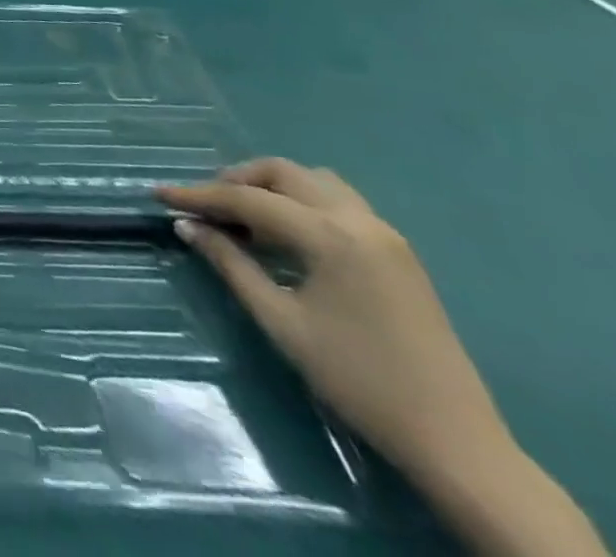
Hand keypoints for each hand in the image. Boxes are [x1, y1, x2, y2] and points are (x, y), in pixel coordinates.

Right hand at [158, 159, 510, 483]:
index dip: (198, 195)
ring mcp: (385, 235)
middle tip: (205, 206)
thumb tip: (187, 226)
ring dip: (272, 187)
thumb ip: (231, 264)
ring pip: (314, 181)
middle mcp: (360, 221)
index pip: (248, 199)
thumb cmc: (358, 380)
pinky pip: (338, 203)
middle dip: (237, 180)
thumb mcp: (281, 322)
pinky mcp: (398, 253)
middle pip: (284, 173)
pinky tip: (285, 237)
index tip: (158, 195)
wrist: (456, 443)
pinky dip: (301, 203)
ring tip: (244, 218)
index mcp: (331, 236)